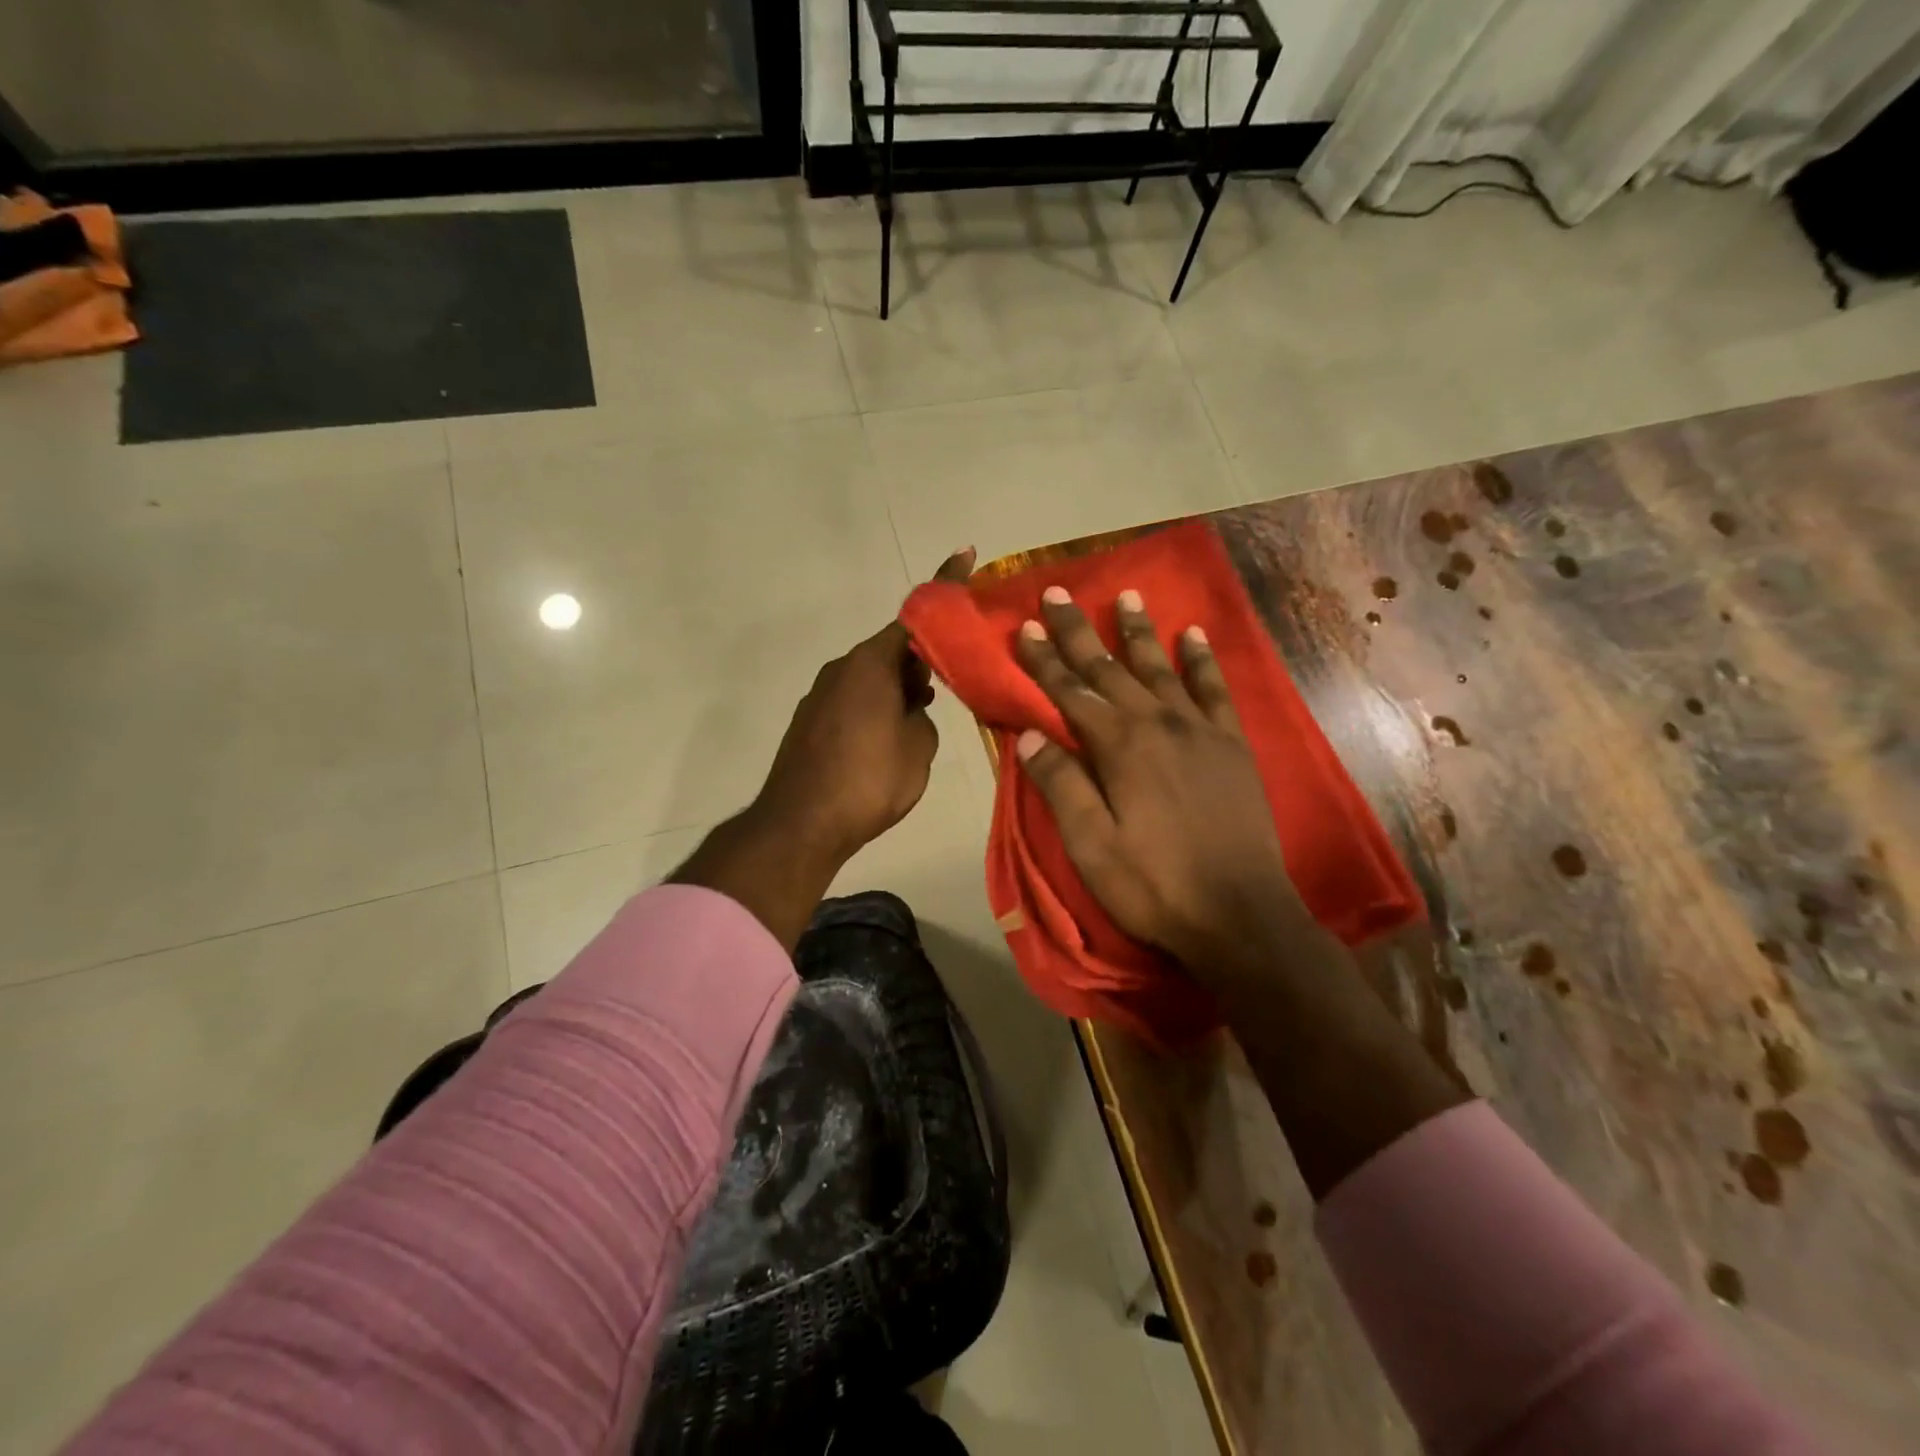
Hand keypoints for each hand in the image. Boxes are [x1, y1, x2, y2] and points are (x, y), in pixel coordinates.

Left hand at [752, 548, 976, 864]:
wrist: (800, 825)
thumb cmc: (868, 781)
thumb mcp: (917, 748)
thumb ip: (922, 717)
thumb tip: (910, 710)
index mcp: (871, 664)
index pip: (916, 617)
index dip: (945, 587)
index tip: (964, 556)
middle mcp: (842, 668)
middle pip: (891, 648)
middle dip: (923, 656)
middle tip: (952, 676)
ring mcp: (822, 694)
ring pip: (872, 676)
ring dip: (900, 685)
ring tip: (925, 710)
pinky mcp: (811, 720)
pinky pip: (854, 698)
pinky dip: (877, 703)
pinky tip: (891, 732)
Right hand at [1014, 585, 1304, 972]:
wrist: (1240, 914)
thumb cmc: (1154, 884)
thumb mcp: (1092, 845)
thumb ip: (1061, 785)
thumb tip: (1028, 735)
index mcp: (1119, 747)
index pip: (1070, 693)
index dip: (1044, 660)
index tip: (1023, 627)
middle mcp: (1158, 724)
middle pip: (1110, 669)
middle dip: (1079, 632)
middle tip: (1057, 593)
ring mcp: (1200, 730)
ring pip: (1161, 668)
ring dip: (1139, 632)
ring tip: (1126, 596)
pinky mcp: (1232, 745)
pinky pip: (1214, 689)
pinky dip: (1202, 660)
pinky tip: (1193, 635)